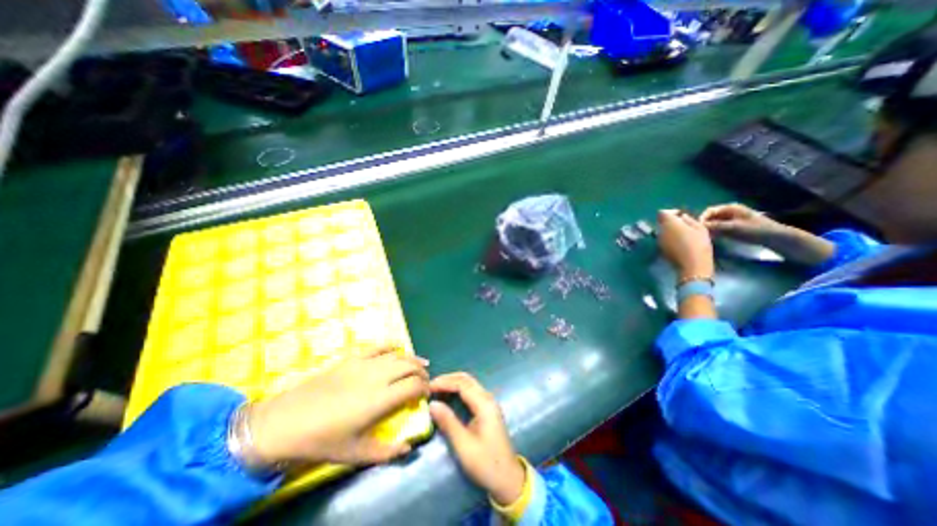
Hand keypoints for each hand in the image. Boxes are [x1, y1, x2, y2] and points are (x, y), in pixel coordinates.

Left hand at [245, 349, 427, 463]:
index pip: (414, 385)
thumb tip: (408, 448)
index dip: (425, 387)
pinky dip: (392, 345)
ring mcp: (365, 364)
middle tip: (425, 380)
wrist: (284, 423)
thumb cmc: (322, 441)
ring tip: (420, 364)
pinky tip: (399, 347)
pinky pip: (378, 347)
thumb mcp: (354, 454)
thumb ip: (386, 452)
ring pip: (397, 355)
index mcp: (381, 399)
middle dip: (421, 372)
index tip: (427, 392)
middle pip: (409, 367)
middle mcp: (378, 376)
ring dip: (412, 358)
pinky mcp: (353, 358)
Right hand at [426, 371, 522, 507]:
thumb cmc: (486, 463)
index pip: (462, 384)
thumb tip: (432, 404)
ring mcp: (488, 403)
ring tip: (436, 390)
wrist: (508, 478)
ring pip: (469, 384)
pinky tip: (448, 397)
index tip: (428, 387)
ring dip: (452, 383)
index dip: (444, 382)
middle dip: (448, 379)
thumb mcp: (464, 445)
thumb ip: (448, 422)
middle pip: (466, 379)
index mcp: (484, 404)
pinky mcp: (487, 409)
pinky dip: (458, 390)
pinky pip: (471, 392)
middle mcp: (487, 398)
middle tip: (430, 386)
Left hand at [652, 210, 714, 278]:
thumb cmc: (698, 244)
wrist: (692, 265)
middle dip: (672, 222)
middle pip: (662, 222)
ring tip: (685, 235)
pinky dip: (670, 239)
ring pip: (663, 231)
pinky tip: (681, 244)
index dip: (671, 212)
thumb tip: (682, 217)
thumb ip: (689, 220)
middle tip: (685, 225)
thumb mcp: (700, 228)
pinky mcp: (660, 249)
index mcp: (669, 223)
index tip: (682, 215)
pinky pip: (664, 240)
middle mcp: (660, 231)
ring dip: (671, 231)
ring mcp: (659, 241)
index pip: (662, 213)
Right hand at [703, 202, 834, 267]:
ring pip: (712, 223)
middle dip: (704, 224)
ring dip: (708, 229)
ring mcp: (729, 220)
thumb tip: (699, 226)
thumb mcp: (735, 227)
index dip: (702, 218)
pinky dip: (713, 233)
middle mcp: (728, 212)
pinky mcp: (731, 228)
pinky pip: (717, 229)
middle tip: (701, 234)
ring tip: (705, 237)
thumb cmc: (756, 229)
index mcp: (730, 208)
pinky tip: (712, 239)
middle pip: (710, 217)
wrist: (774, 237)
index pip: (709, 211)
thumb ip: (716, 226)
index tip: (699, 228)